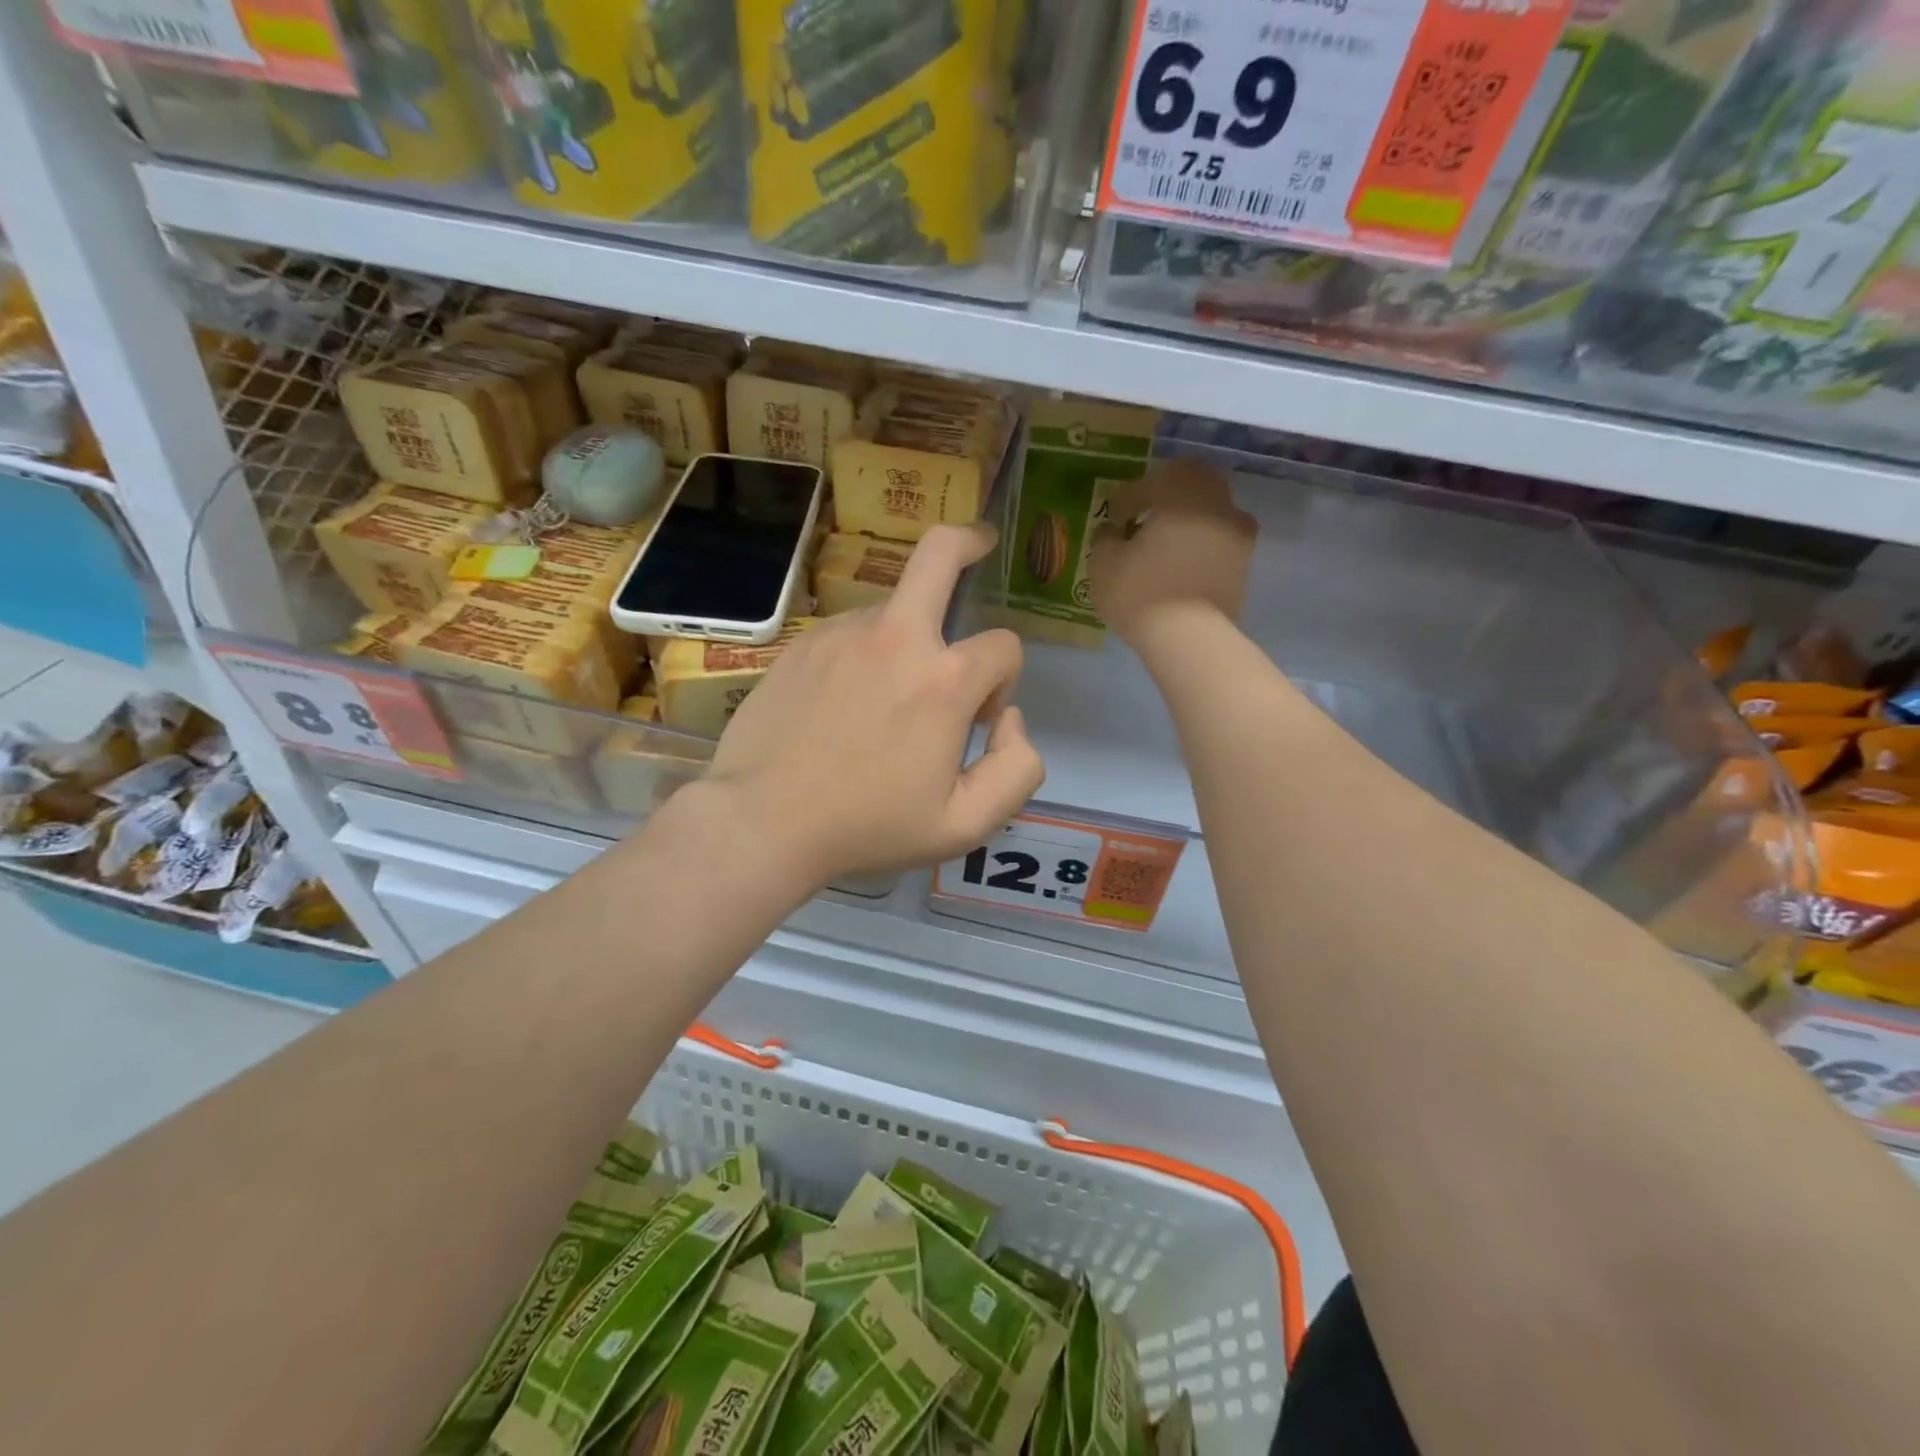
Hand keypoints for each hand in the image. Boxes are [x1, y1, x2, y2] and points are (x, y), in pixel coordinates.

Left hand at [707, 524, 1044, 884]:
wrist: (763, 822)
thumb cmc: (868, 828)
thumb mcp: (965, 825)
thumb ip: (1017, 769)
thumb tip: (1009, 719)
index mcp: (943, 680)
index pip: (1004, 646)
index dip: (1004, 681)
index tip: (978, 720)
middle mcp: (896, 638)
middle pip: (939, 553)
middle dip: (968, 540)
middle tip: (980, 545)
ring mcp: (841, 634)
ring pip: (895, 608)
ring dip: (911, 636)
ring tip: (887, 699)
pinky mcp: (802, 645)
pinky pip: (851, 633)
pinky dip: (866, 654)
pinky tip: (844, 705)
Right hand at [1089, 458, 1256, 646]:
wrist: (1189, 638)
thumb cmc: (1140, 592)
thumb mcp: (1103, 562)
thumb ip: (1105, 536)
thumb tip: (1112, 530)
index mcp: (1183, 493)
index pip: (1153, 481)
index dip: (1128, 497)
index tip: (1113, 516)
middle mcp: (1218, 504)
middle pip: (1193, 484)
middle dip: (1167, 496)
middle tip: (1143, 517)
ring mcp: (1238, 535)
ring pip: (1211, 512)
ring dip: (1187, 520)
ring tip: (1162, 544)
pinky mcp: (1244, 565)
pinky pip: (1219, 541)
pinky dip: (1200, 545)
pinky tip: (1178, 564)